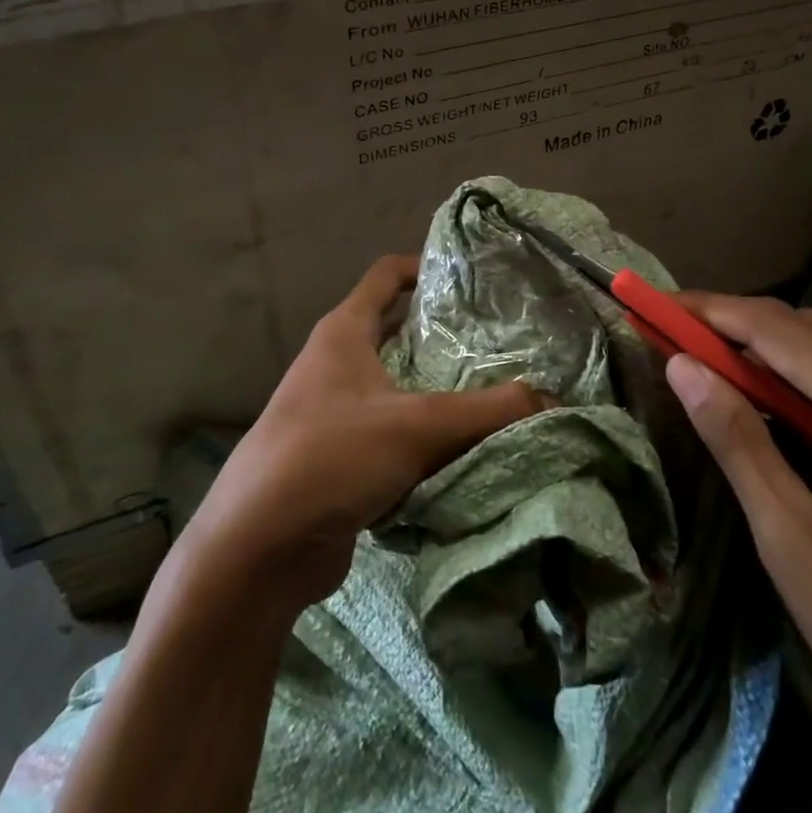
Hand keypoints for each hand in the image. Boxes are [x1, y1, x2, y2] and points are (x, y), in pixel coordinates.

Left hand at [189, 255, 545, 610]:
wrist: (257, 547)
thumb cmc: (331, 456)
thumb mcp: (417, 426)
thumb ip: (489, 412)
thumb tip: (554, 401)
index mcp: (342, 333)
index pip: (385, 275)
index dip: (424, 265)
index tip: (471, 275)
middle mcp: (333, 364)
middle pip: (394, 332)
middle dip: (441, 336)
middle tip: (498, 342)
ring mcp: (330, 412)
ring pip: (395, 387)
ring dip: (436, 391)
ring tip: (491, 395)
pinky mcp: (335, 458)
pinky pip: (389, 434)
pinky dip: (422, 436)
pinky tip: (460, 449)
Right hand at [665, 298, 811, 812]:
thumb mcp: (792, 542)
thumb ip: (736, 439)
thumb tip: (680, 366)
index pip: (780, 330)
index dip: (711, 311)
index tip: (657, 306)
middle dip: (742, 327)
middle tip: (682, 342)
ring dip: (785, 351)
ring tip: (727, 374)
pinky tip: (799, 410)